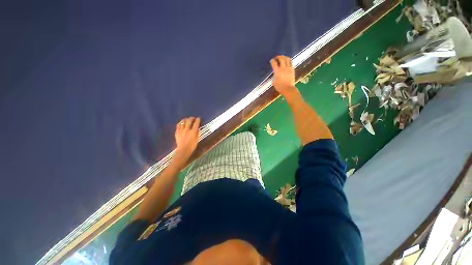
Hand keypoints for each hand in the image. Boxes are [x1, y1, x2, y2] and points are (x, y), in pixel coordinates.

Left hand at [173, 117, 199, 167]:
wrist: (183, 150)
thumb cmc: (192, 146)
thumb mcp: (197, 139)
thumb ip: (198, 133)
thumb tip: (198, 128)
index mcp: (193, 131)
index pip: (196, 123)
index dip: (197, 120)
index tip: (198, 118)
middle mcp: (187, 129)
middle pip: (189, 121)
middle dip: (191, 118)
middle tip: (193, 118)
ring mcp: (181, 130)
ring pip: (183, 122)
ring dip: (185, 119)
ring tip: (187, 119)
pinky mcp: (177, 132)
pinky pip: (178, 125)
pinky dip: (180, 123)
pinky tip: (182, 122)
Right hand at [270, 55, 297, 96]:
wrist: (288, 89)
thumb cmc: (279, 87)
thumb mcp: (274, 82)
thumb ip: (274, 76)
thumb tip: (275, 74)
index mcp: (277, 71)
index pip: (274, 63)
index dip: (272, 61)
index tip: (271, 61)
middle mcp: (283, 68)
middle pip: (281, 58)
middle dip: (278, 57)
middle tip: (276, 58)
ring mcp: (288, 68)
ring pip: (287, 59)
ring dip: (284, 57)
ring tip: (282, 58)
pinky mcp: (292, 69)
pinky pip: (291, 62)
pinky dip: (288, 60)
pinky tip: (287, 62)